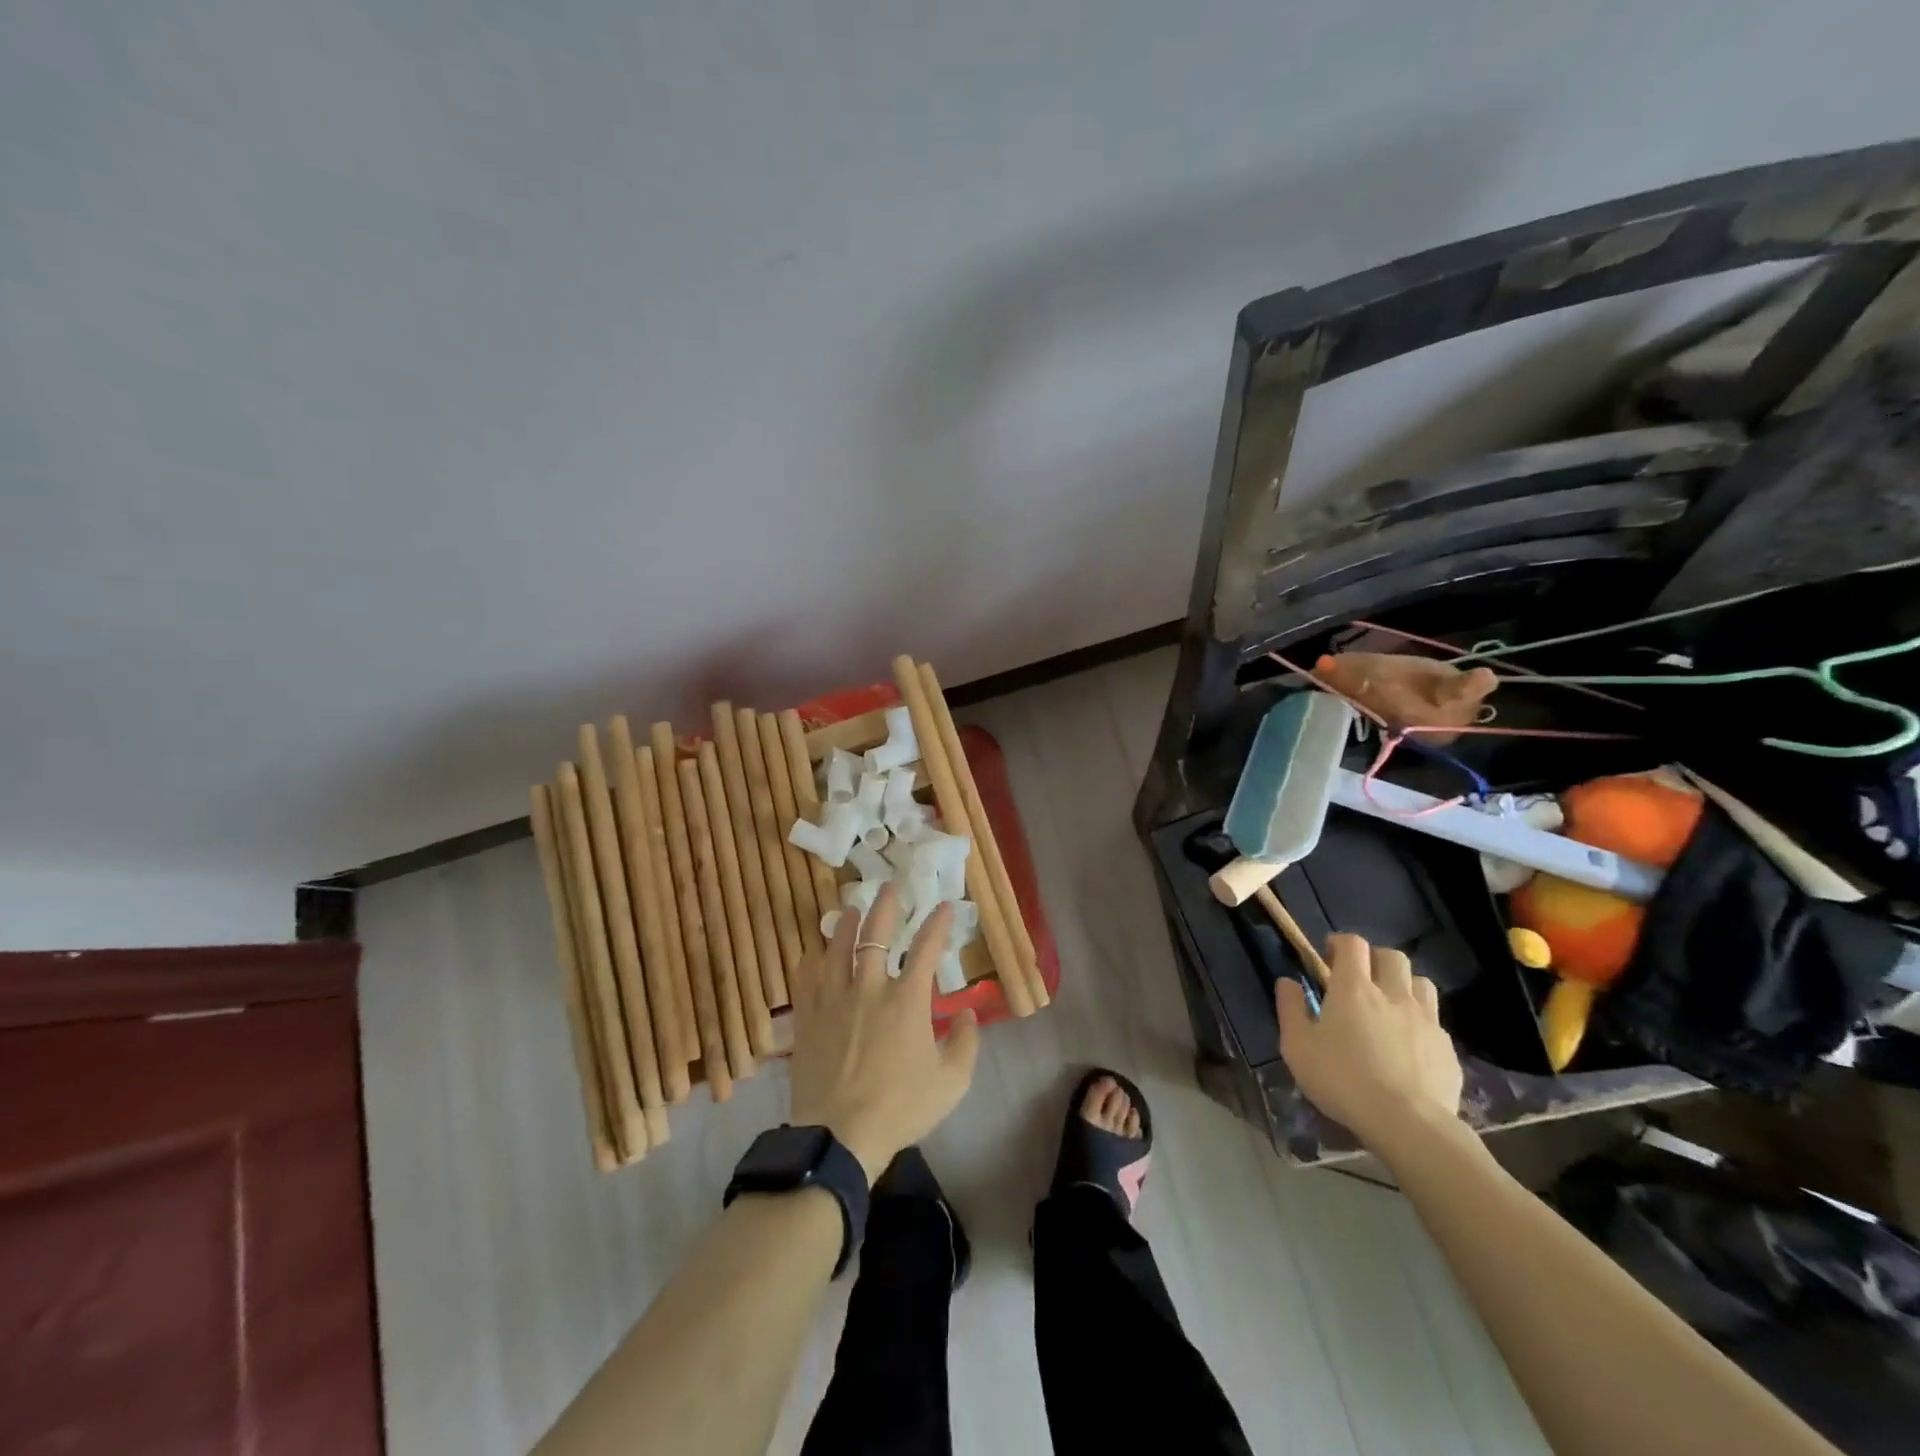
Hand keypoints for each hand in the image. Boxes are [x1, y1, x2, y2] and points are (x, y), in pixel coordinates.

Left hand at [787, 882, 980, 1182]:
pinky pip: (807, 977)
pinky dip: (812, 958)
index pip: (925, 949)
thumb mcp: (950, 1083)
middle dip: (887, 906)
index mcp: (906, 1001)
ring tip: (852, 908)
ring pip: (838, 948)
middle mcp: (869, 989)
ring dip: (847, 924)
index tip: (943, 905)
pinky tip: (815, 950)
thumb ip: (966, 1044)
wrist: (839, 1137)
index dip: (936, 923)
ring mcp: (834, 1000)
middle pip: (876, 935)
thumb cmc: (899, 1108)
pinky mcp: (808, 1017)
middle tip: (891, 885)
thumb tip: (968, 1013)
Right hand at [1275, 933, 1463, 1155]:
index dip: (1340, 943)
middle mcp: (1393, 993)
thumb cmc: (1342, 1080)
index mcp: (1353, 988)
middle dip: (1375, 960)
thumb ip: (1290, 1009)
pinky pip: (1434, 1021)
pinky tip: (1409, 1045)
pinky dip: (1420, 1021)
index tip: (1329, 956)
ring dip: (1403, 985)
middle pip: (1391, 956)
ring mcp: (1425, 1019)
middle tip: (1360, 980)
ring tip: (1389, 1005)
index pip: (1353, 944)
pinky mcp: (1447, 1047)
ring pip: (1420, 982)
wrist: (1408, 1124)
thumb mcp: (1298, 1046)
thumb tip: (1288, 982)